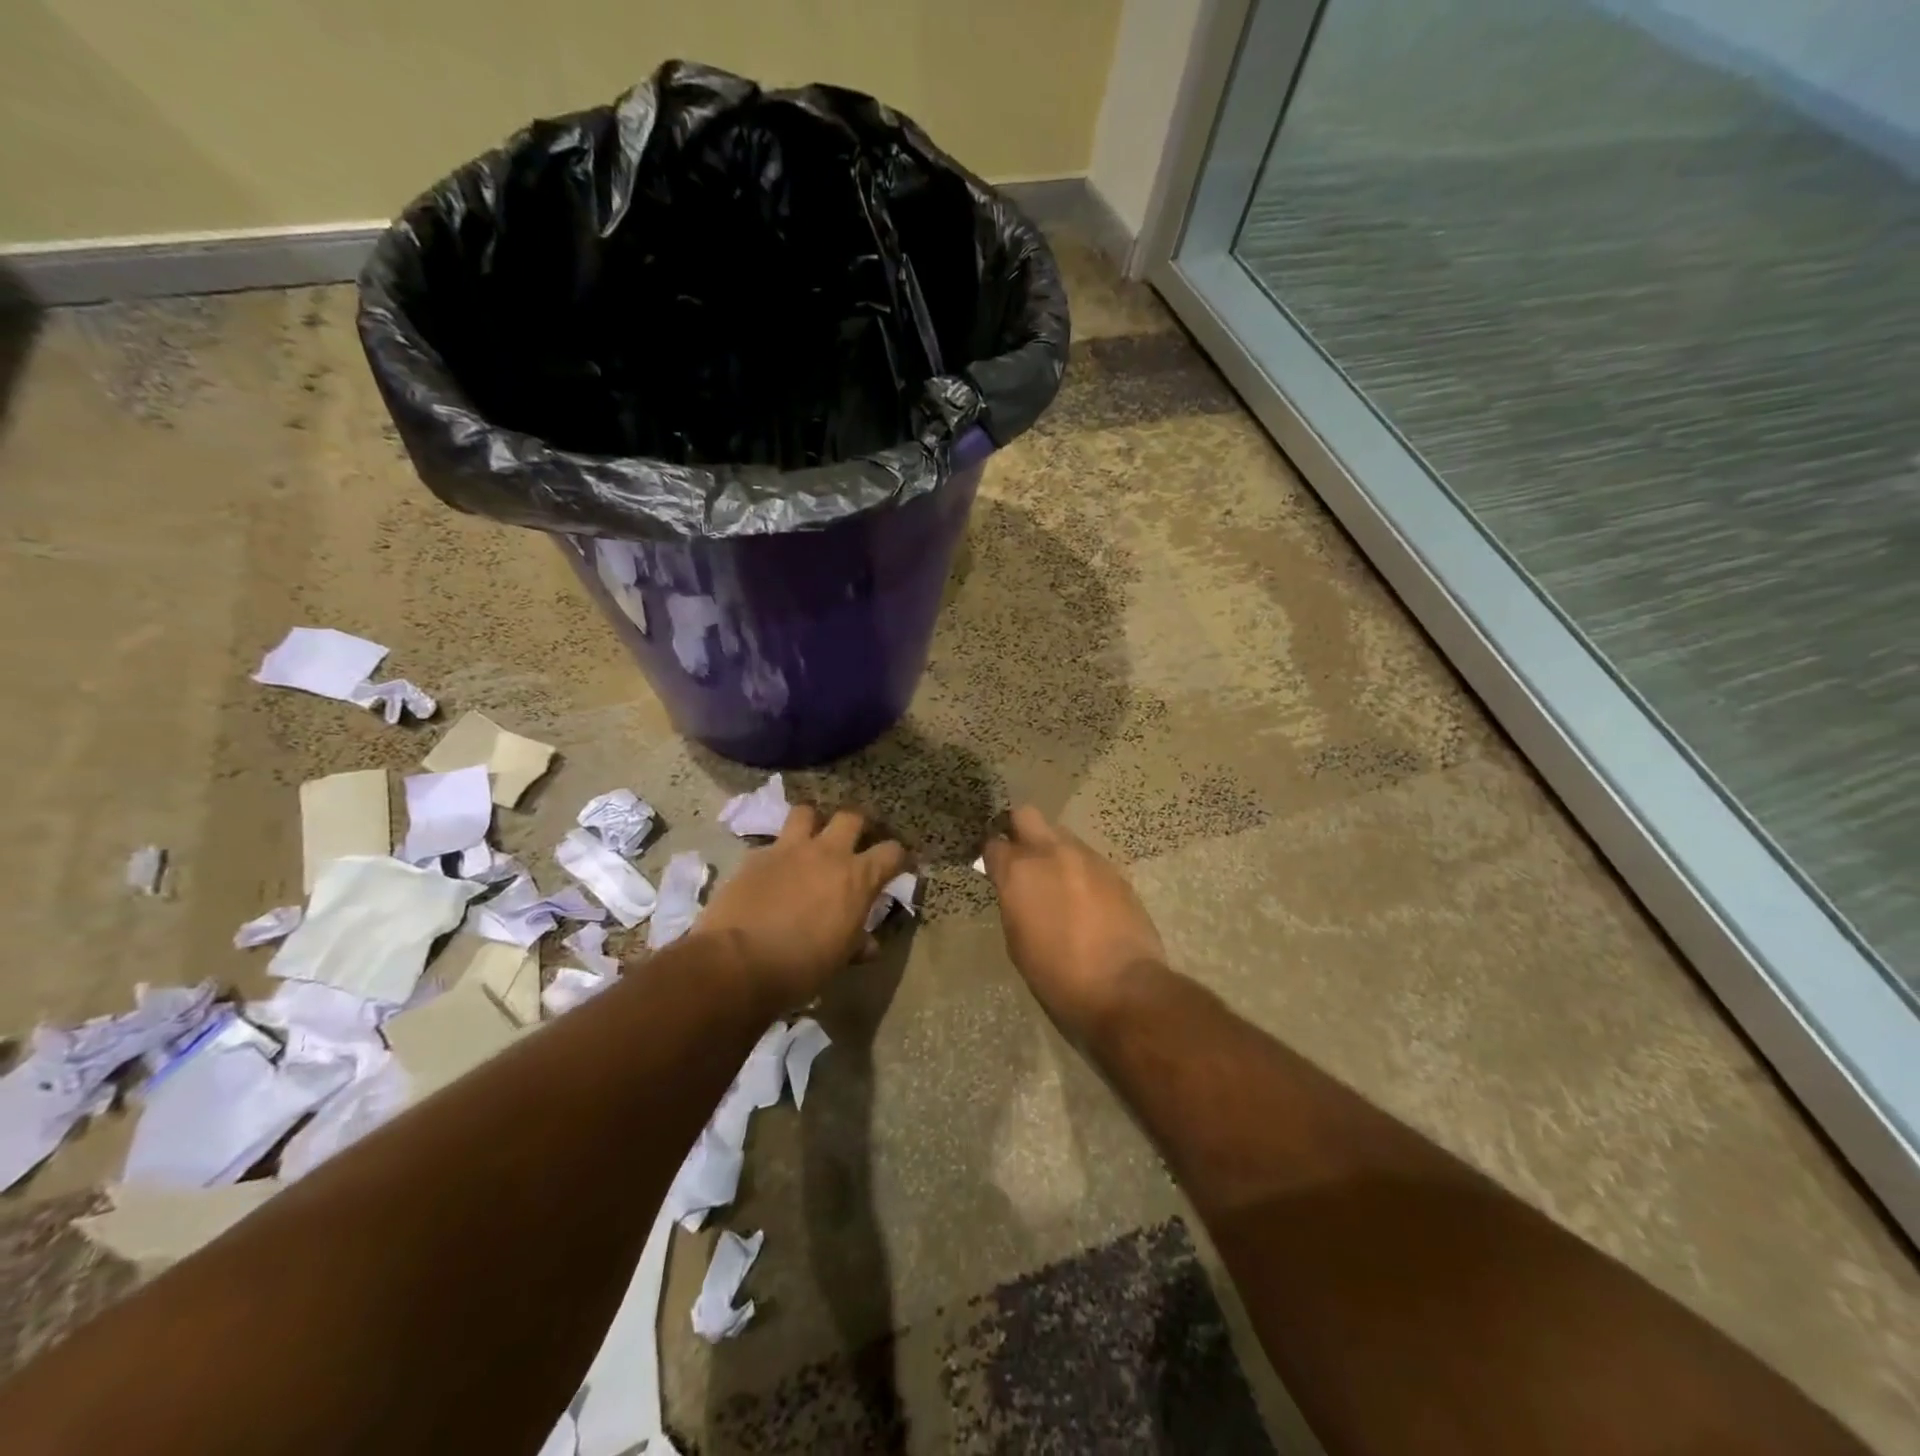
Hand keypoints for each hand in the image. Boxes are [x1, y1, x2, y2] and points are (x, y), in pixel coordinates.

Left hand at [694, 804, 908, 1010]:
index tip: (898, 865)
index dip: (898, 857)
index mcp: (858, 878)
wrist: (739, 962)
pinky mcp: (756, 856)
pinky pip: (772, 843)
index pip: (892, 852)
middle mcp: (828, 853)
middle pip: (852, 817)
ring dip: (812, 822)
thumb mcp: (838, 959)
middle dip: (858, 825)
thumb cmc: (801, 967)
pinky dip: (777, 852)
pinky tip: (773, 869)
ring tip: (810, 839)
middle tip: (855, 841)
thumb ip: (857, 944)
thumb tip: (869, 945)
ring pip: (807, 812)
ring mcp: (789, 849)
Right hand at [983, 806, 1168, 1037]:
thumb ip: (1013, 901)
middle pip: (1026, 816)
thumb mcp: (1017, 940)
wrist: (1123, 987)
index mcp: (1019, 871)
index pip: (993, 844)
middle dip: (1018, 829)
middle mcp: (1051, 852)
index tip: (993, 868)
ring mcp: (1086, 857)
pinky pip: (1087, 858)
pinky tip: (1084, 897)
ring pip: (1060, 835)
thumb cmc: (1057, 975)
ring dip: (1053, 850)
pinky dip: (1079, 869)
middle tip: (1021, 857)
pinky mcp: (1114, 870)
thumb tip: (1015, 888)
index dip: (992, 856)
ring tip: (1057, 881)